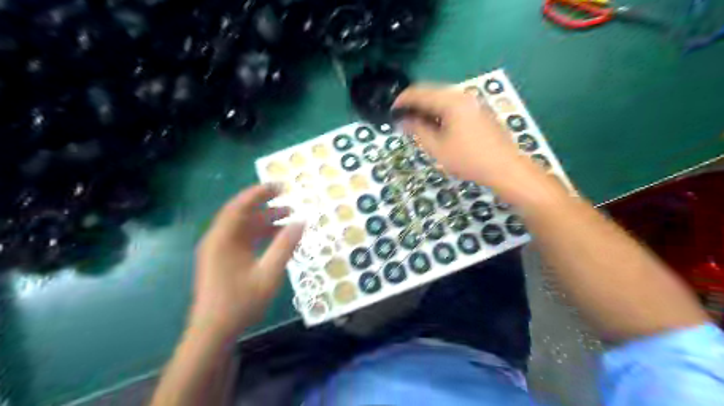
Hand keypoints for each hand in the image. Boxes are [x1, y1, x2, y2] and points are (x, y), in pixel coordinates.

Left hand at [190, 184, 303, 339]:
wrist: (213, 333)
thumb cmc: (240, 303)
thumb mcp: (268, 274)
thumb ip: (285, 246)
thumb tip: (302, 221)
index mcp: (223, 239)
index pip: (240, 206)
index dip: (260, 193)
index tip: (280, 185)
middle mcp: (218, 240)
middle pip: (242, 214)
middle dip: (266, 205)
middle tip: (289, 200)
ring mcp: (219, 251)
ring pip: (244, 228)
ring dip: (265, 221)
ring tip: (289, 217)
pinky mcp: (223, 260)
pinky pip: (243, 240)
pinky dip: (260, 235)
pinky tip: (277, 237)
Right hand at [394, 86, 539, 192]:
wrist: (505, 168)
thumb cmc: (468, 159)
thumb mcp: (437, 148)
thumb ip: (418, 130)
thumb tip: (403, 120)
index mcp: (451, 101)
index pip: (420, 92)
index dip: (403, 100)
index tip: (391, 111)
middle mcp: (463, 96)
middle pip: (432, 92)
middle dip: (415, 104)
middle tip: (403, 119)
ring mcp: (474, 102)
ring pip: (443, 99)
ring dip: (428, 108)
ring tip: (417, 124)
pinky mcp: (480, 111)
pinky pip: (454, 106)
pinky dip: (441, 112)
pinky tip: (437, 126)